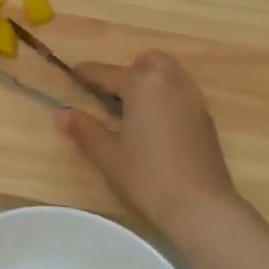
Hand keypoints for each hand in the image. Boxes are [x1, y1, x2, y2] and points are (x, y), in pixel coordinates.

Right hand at [56, 51, 238, 232]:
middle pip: (148, 62)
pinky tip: (154, 125)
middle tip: (110, 96)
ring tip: (132, 110)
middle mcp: (172, 83)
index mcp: (144, 85)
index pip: (109, 73)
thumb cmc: (147, 177)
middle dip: (128, 71)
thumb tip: (63, 113)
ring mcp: (193, 100)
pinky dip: (165, 97)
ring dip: (149, 82)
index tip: (74, 72)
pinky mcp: (205, 119)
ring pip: (169, 75)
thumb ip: (85, 130)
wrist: (201, 206)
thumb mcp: (108, 155)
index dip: (88, 73)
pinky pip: (182, 93)